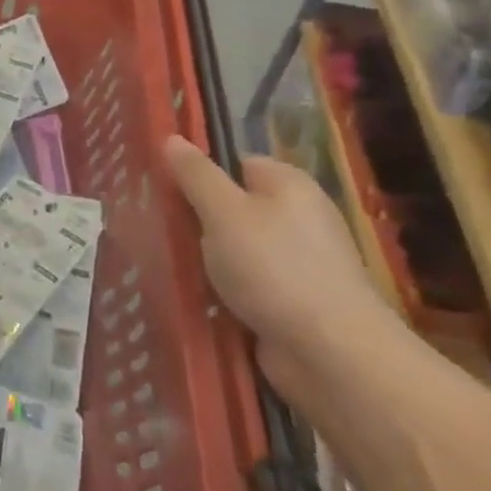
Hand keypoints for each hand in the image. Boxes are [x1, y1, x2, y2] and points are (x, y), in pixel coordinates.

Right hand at [163, 137, 408, 398]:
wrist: (329, 353)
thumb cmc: (273, 268)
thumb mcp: (223, 212)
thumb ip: (195, 175)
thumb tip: (172, 138)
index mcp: (289, 185)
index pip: (236, 163)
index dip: (200, 174)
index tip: (166, 190)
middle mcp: (299, 217)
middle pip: (235, 207)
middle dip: (199, 220)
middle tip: (160, 228)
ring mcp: (298, 262)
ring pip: (236, 249)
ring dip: (207, 259)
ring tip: (169, 264)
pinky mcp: (293, 301)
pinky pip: (247, 284)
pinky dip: (224, 290)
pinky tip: (197, 297)